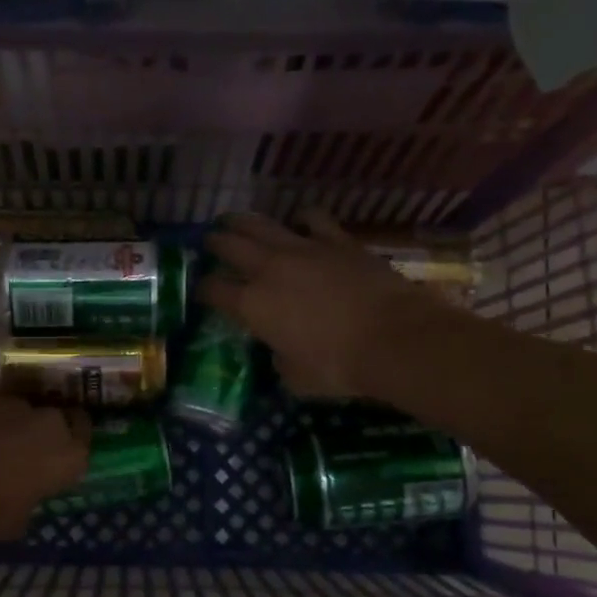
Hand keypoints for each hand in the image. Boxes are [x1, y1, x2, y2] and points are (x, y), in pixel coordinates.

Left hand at [0, 390, 90, 541]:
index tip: (58, 454)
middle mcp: (50, 422)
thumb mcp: (19, 520)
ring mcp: (16, 402)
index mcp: (68, 456)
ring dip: (14, 422)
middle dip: (43, 431)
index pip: (84, 438)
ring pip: (23, 409)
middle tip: (25, 450)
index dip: (72, 444)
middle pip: (56, 419)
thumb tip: (26, 493)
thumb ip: (31, 499)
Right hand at [201, 211, 438, 400]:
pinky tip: (300, 222)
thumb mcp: (296, 378)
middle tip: (209, 243)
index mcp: (252, 304)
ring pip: (261, 224)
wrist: (393, 338)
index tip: (202, 291)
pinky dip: (302, 219)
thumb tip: (281, 352)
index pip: (212, 289)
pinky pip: (312, 218)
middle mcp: (269, 269)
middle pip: (228, 245)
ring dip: (244, 222)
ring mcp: (303, 249)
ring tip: (236, 221)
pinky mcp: (337, 240)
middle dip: (214, 243)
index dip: (202, 289)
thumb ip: (280, 360)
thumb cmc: (338, 366)